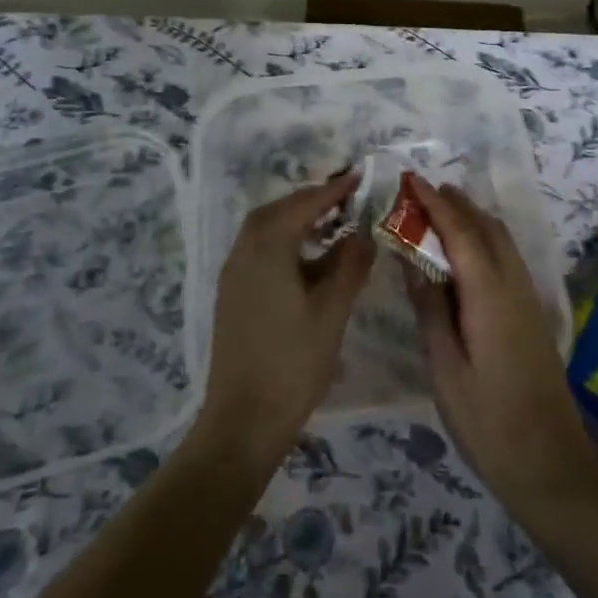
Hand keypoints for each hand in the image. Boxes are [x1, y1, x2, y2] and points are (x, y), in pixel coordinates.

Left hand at [196, 173, 373, 471]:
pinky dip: (285, 243)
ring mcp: (234, 275)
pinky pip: (259, 252)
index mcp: (267, 249)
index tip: (358, 177)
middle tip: (344, 200)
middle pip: (276, 211)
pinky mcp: (233, 295)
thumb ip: (350, 266)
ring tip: (332, 226)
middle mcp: (244, 253)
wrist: (243, 420)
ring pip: (265, 231)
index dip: (332, 190)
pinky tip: (310, 262)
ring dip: (296, 222)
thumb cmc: (293, 363)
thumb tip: (364, 234)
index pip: (303, 205)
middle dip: (310, 201)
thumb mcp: (332, 312)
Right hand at [402, 177, 597, 521]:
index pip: (461, 232)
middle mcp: (514, 286)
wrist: (550, 464)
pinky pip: (506, 259)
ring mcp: (528, 299)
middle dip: (455, 203)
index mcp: (489, 294)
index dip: (435, 203)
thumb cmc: (488, 421)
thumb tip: (413, 260)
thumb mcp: (445, 367)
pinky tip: (464, 256)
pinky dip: (483, 241)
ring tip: (437, 214)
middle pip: (487, 227)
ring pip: (501, 241)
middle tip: (419, 193)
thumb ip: (430, 308)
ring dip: (471, 219)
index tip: (411, 180)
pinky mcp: (532, 315)